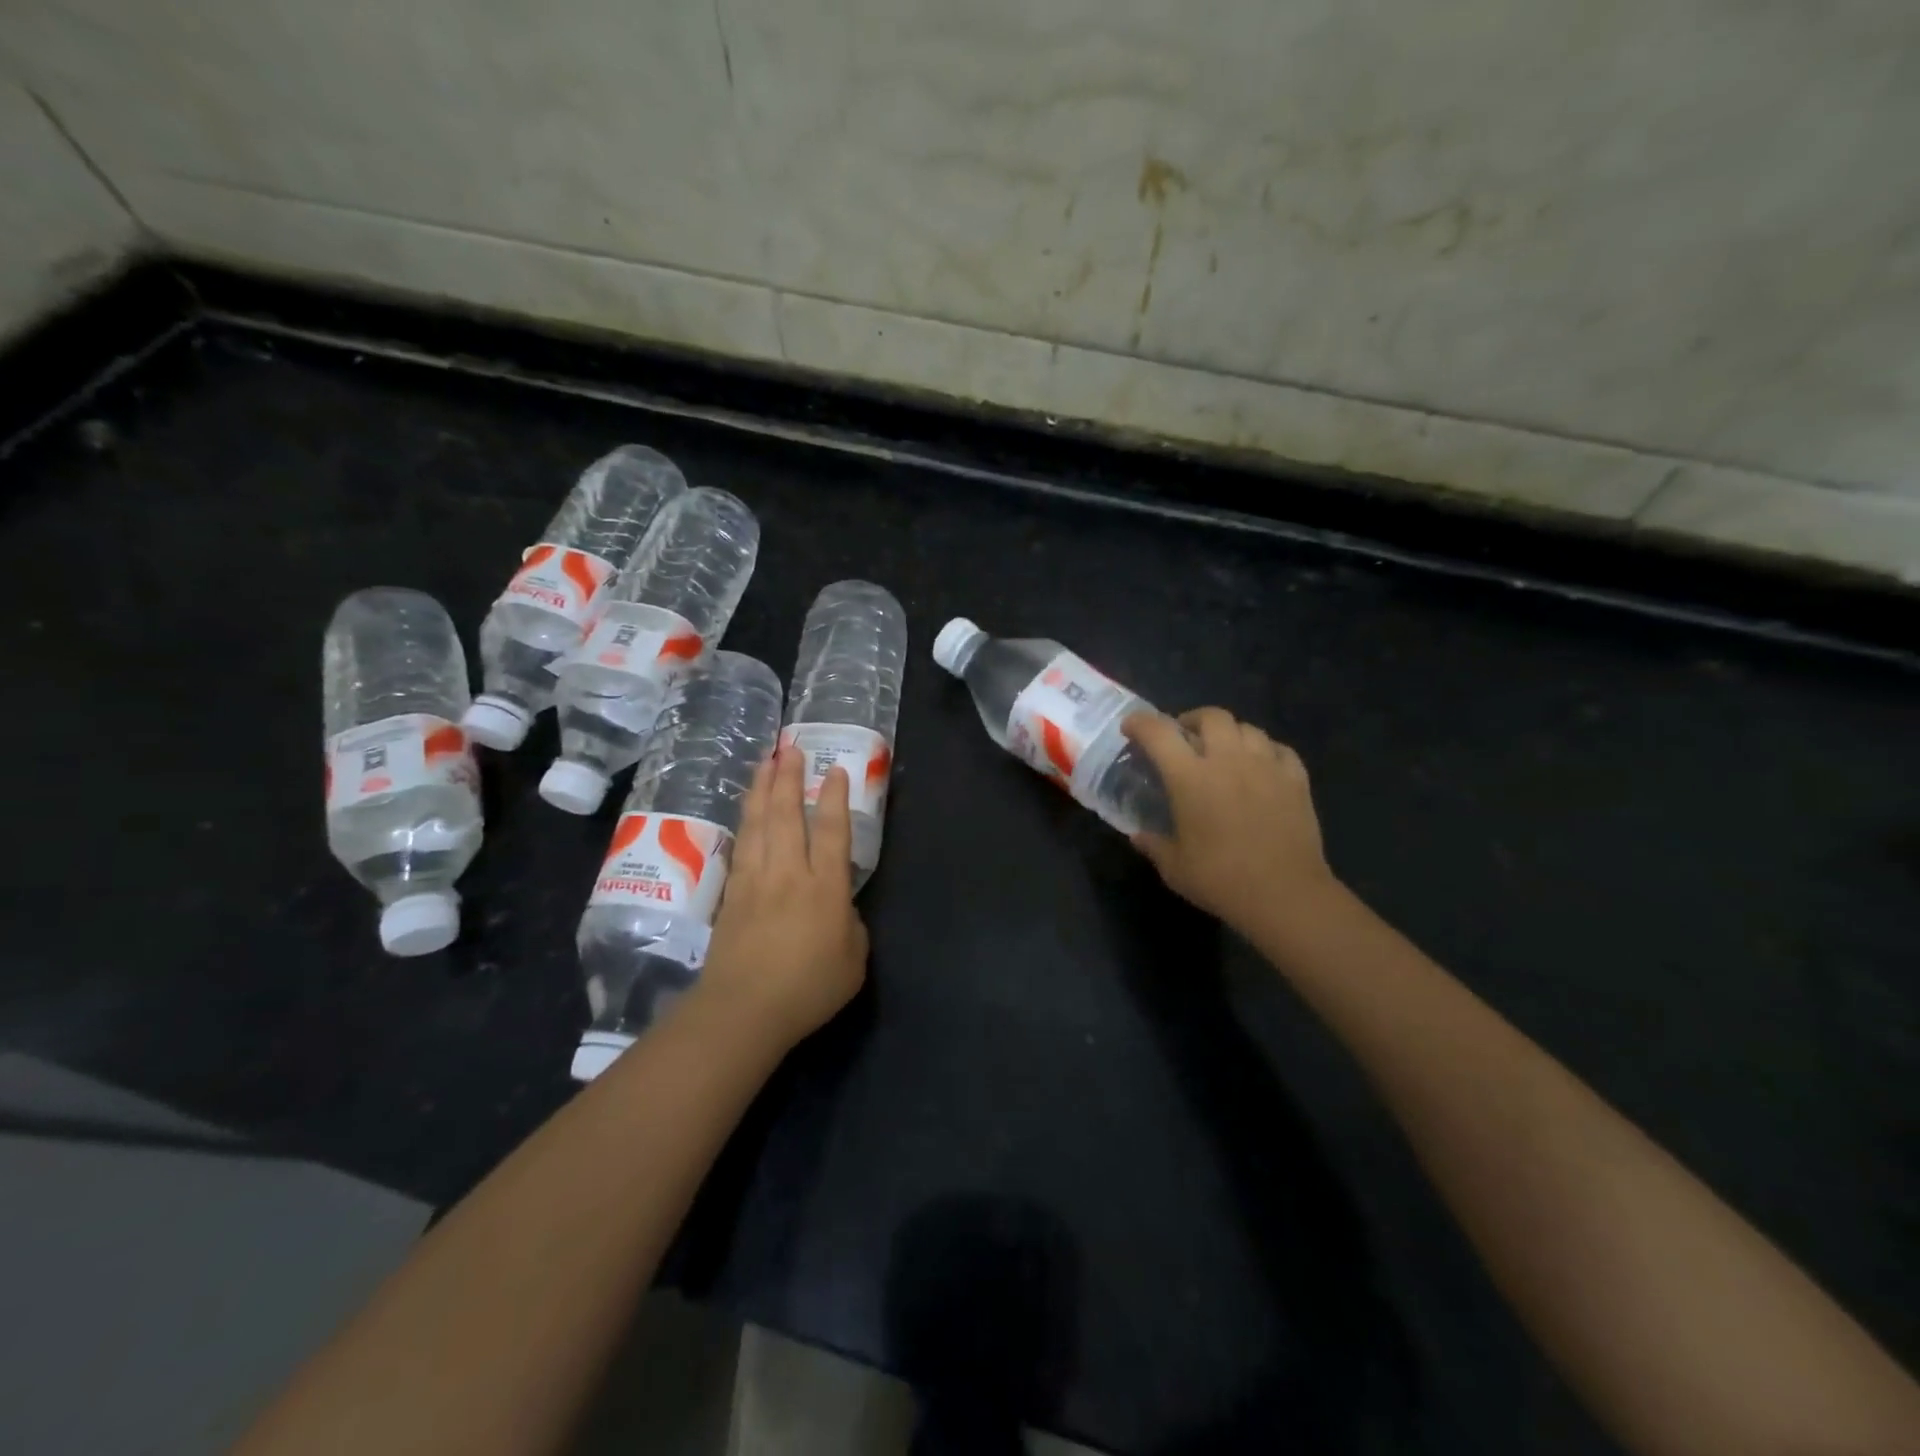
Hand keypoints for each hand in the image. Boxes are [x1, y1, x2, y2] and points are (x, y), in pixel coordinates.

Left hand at [695, 747, 869, 1049]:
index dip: (834, 798)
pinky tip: (745, 812)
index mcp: (824, 887)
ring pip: (758, 824)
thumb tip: (840, 910)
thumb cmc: (808, 989)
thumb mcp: (853, 961)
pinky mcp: (731, 896)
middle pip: (787, 815)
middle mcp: (789, 873)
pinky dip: (744, 823)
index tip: (834, 770)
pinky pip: (740, 847)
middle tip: (789, 748)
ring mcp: (755, 881)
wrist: (744, 1010)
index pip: (831, 831)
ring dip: (761, 790)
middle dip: (789, 778)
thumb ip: (851, 927)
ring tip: (763, 763)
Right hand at [1122, 708, 1333, 931]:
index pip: (1159, 733)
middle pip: (1211, 716)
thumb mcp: (1174, 867)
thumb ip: (1154, 845)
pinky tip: (1261, 766)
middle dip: (1192, 720)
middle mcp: (1227, 760)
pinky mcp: (1296, 779)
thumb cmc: (1221, 879)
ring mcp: (1266, 766)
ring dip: (1230, 733)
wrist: (1285, 895)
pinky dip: (1265, 750)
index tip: (1131, 727)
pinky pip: (1279, 749)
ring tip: (1224, 751)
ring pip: (1247, 728)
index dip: (1140, 723)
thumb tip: (1138, 835)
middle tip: (1185, 737)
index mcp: (1190, 777)